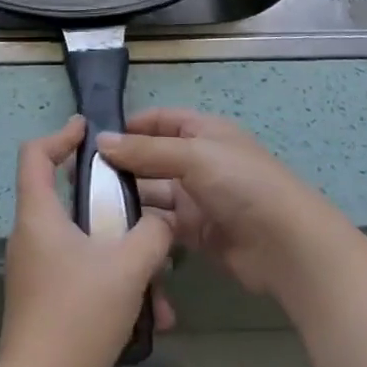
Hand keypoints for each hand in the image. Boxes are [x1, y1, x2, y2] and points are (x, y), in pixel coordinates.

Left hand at [0, 117, 174, 366]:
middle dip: (113, 205)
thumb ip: (153, 233)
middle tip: (144, 206)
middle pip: (67, 198)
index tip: (90, 131)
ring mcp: (37, 271)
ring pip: (85, 244)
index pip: (35, 154)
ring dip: (124, 257)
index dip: (61, 135)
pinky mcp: (46, 301)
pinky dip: (115, 285)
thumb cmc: (78, 316)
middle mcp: (31, 237)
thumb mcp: (128, 267)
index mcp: (39, 216)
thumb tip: (163, 219)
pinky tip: (151, 318)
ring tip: (162, 285)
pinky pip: (84, 275)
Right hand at [98, 109, 345, 300]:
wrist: (287, 245)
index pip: (159, 121)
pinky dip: (143, 228)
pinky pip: (162, 225)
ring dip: (128, 199)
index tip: (92, 139)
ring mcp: (197, 198)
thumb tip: (101, 140)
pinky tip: (114, 233)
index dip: (129, 126)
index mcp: (202, 132)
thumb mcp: (193, 156)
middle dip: (121, 166)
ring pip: (153, 194)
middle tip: (79, 179)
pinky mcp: (197, 233)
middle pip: (151, 159)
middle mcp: (198, 161)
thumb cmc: (241, 184)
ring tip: (89, 207)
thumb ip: (146, 150)